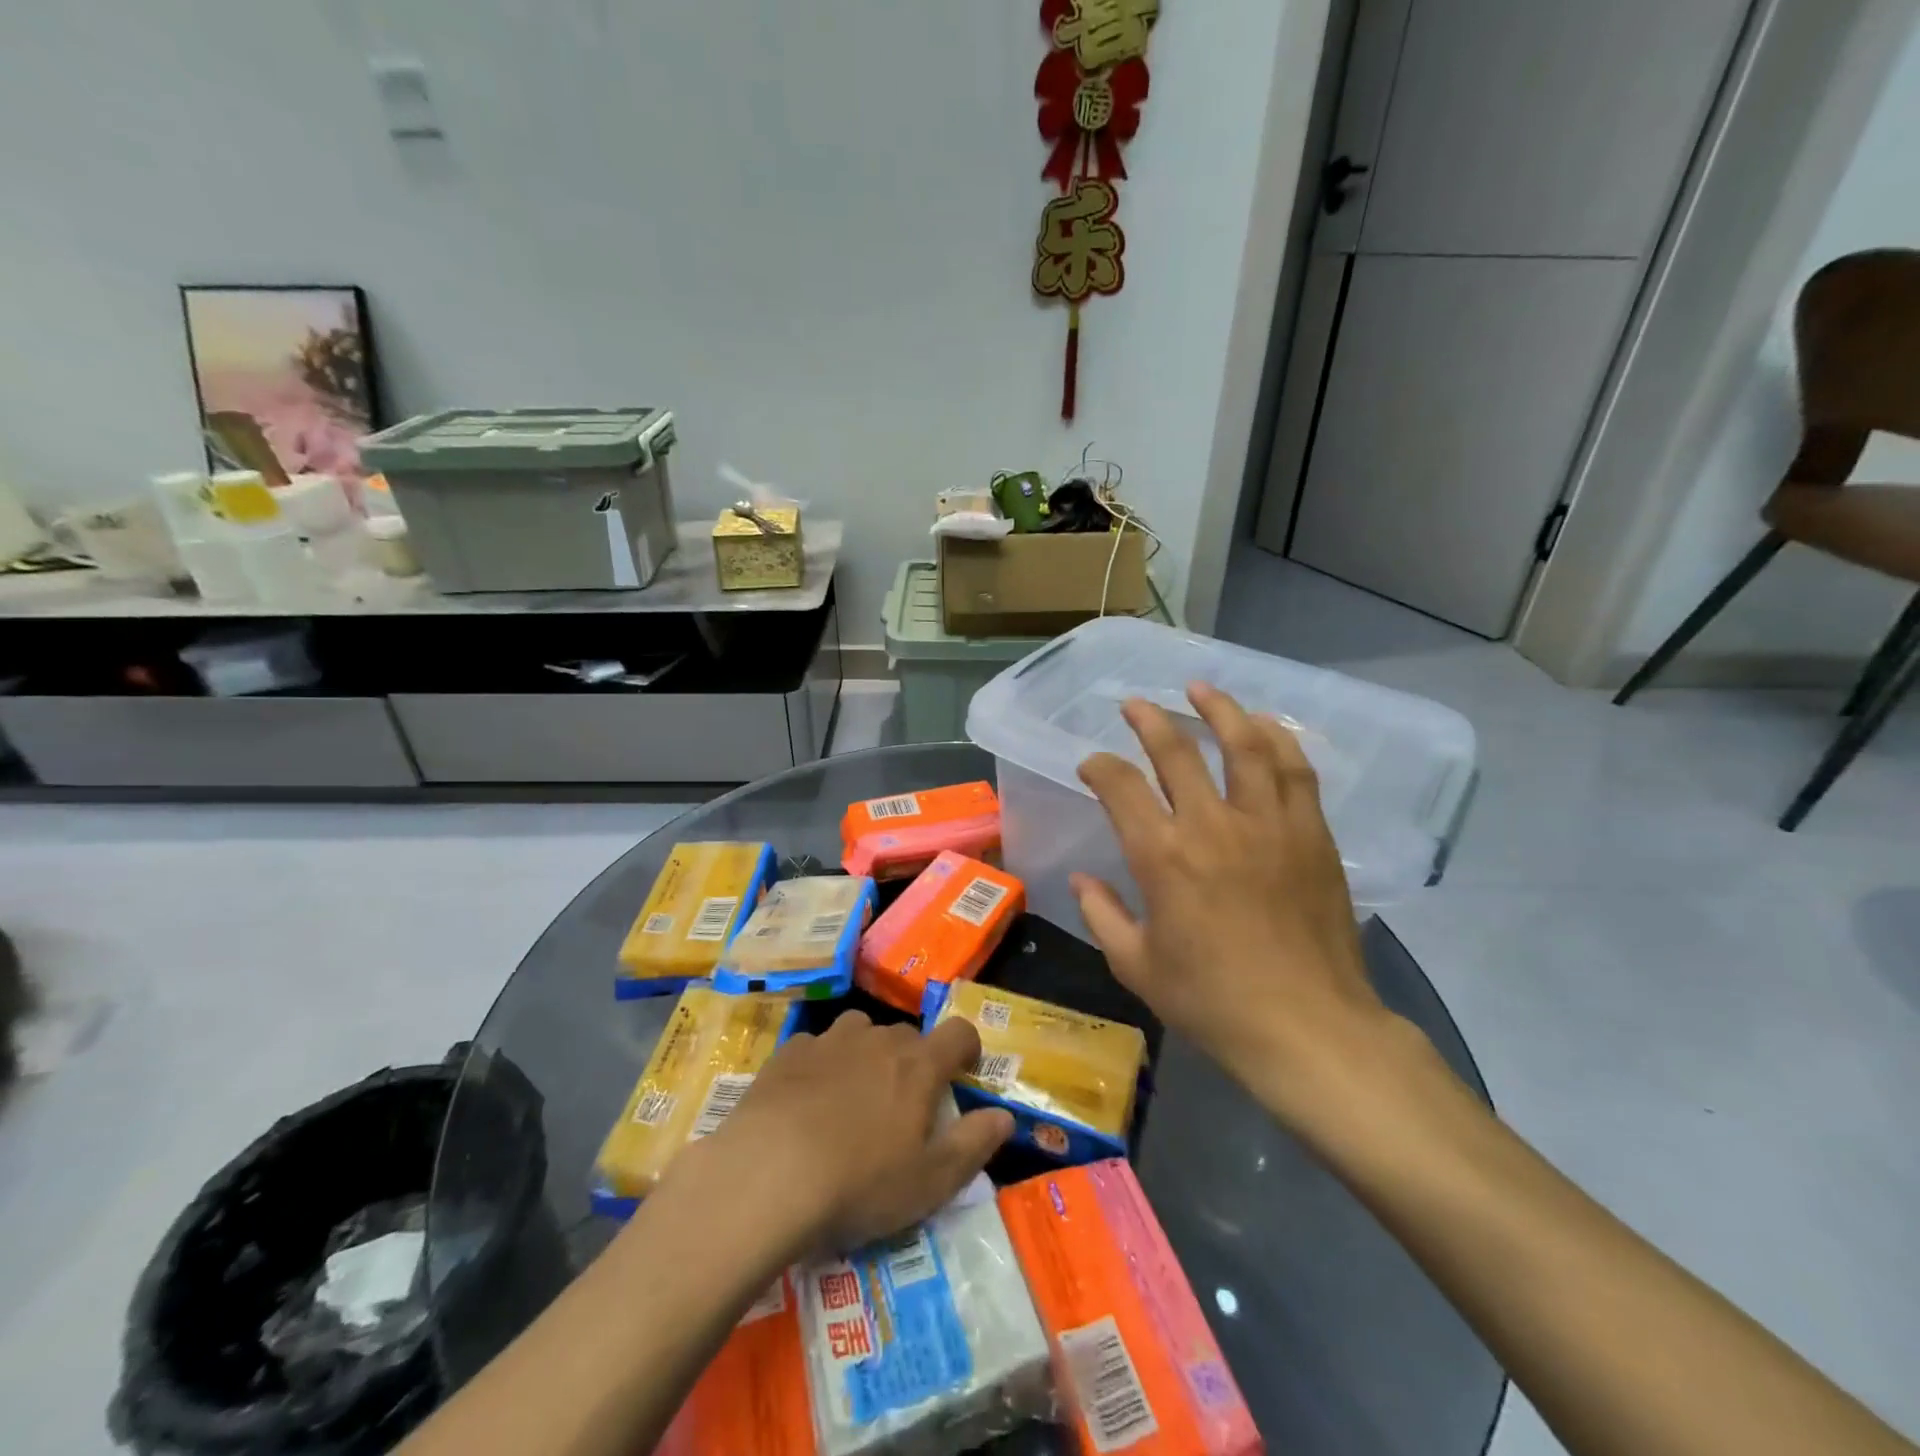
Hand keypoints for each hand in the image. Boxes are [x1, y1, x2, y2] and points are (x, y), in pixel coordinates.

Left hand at [669, 1011, 1013, 1257]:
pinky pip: (818, 1047)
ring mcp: (830, 1041)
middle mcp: (878, 1039)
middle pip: (908, 1036)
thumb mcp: (930, 1182)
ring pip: (861, 1033)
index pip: (959, 1032)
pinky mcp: (789, 1052)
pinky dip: (822, 1066)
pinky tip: (807, 1102)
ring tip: (853, 1100)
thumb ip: (974, 1145)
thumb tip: (1004, 1117)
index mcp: (918, 1065)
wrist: (767, 1175)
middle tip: (902, 1107)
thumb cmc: (859, 1183)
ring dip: (866, 1056)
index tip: (963, 1075)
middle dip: (913, 1062)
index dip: (968, 1049)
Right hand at [1073, 683, 1397, 1126]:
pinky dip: (1278, 739)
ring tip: (1201, 689)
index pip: (1121, 787)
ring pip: (1245, 744)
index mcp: (1163, 857)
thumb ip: (1103, 915)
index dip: (1100, 767)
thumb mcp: (1138, 966)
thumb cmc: (1214, 1002)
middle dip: (1149, 720)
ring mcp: (1269, 824)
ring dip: (1219, 709)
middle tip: (1134, 704)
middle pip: (1177, 751)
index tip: (1091, 764)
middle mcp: (1213, 825)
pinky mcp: (1311, 834)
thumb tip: (1082, 879)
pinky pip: (1295, 770)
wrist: (1310, 1029)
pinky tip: (1265, 726)